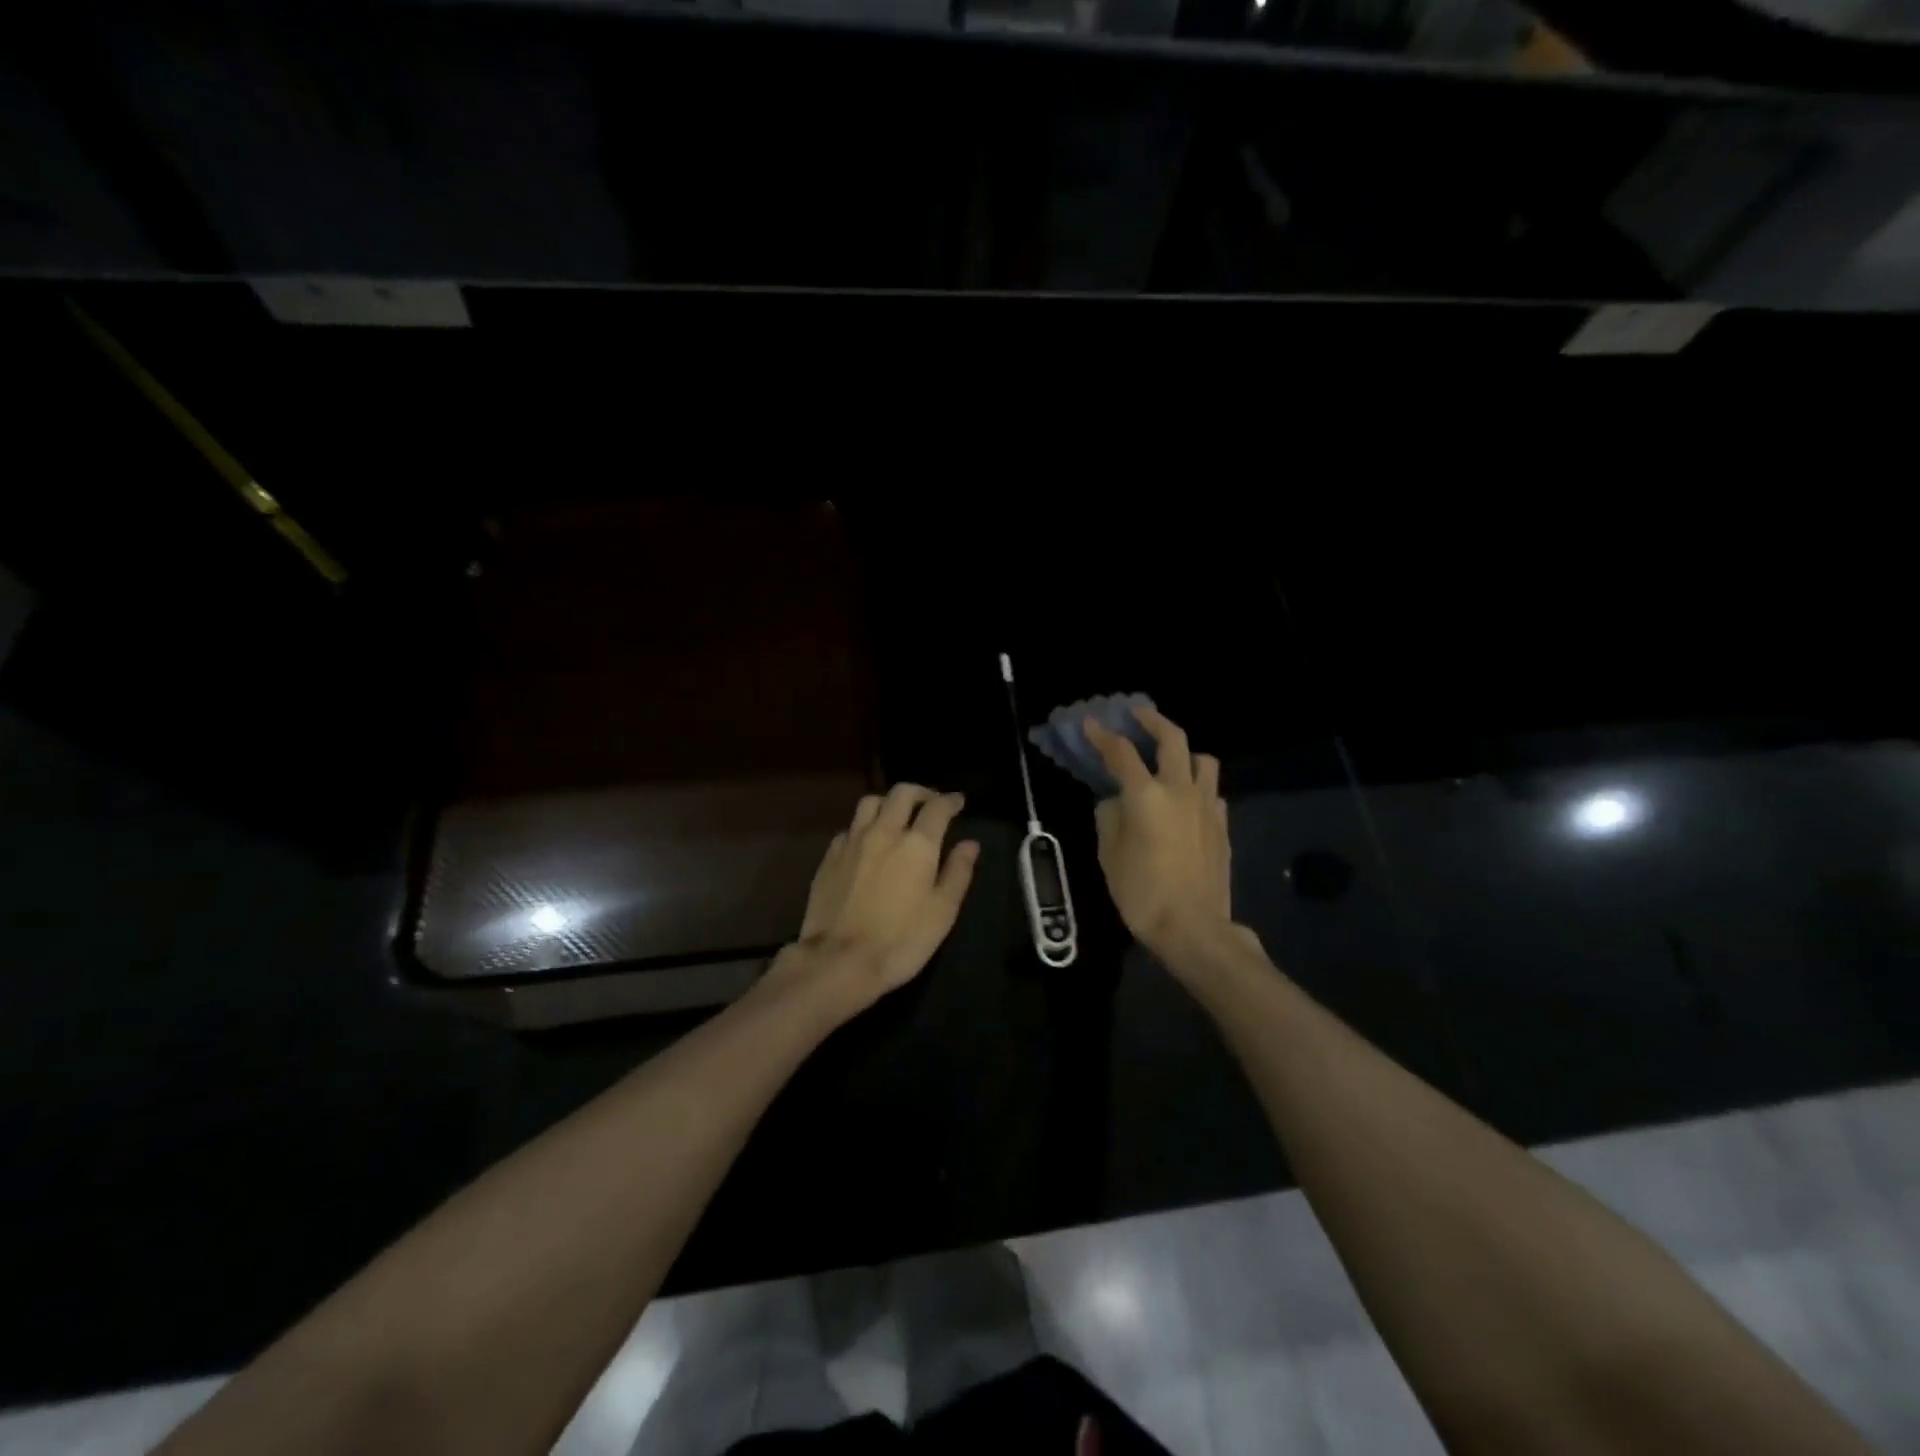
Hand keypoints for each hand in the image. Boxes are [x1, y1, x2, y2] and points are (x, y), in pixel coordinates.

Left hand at [774, 783, 979, 1013]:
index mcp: (917, 843)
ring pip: (870, 802)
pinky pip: (850, 827)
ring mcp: (853, 841)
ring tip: (897, 815)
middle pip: (902, 793)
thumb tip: (970, 843)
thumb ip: (958, 872)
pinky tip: (868, 842)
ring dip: (889, 802)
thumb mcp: (943, 912)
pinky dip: (864, 826)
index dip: (950, 801)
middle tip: (930, 803)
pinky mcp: (829, 856)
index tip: (958, 802)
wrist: (839, 960)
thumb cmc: (902, 940)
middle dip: (920, 793)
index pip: (937, 807)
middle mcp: (884, 831)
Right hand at [1084, 707, 1232, 961]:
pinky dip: (1197, 785)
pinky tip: (1186, 799)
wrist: (1193, 928)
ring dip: (1184, 751)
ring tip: (1170, 758)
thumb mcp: (1109, 855)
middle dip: (1152, 720)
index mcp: (1146, 796)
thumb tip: (1115, 802)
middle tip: (1137, 714)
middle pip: (1172, 738)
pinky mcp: (1222, 824)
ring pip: (1203, 759)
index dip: (1103, 735)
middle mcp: (1180, 790)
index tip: (1091, 723)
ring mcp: (1207, 806)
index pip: (1121, 753)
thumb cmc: (1142, 893)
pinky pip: (1212, 791)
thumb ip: (1110, 818)